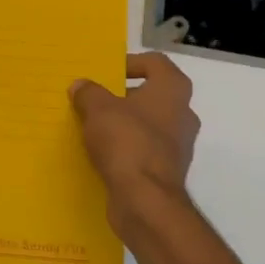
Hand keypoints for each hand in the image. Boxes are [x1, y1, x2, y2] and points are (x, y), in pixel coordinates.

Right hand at [69, 52, 200, 233]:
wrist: (145, 199)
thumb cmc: (126, 142)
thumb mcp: (98, 110)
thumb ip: (89, 93)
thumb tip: (81, 86)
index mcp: (172, 89)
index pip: (155, 63)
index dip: (131, 63)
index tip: (107, 74)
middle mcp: (183, 113)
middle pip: (153, 95)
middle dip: (124, 97)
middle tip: (96, 102)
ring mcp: (180, 145)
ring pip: (150, 125)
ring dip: (126, 125)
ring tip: (96, 129)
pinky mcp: (169, 170)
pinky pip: (146, 150)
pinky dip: (128, 149)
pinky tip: (104, 155)